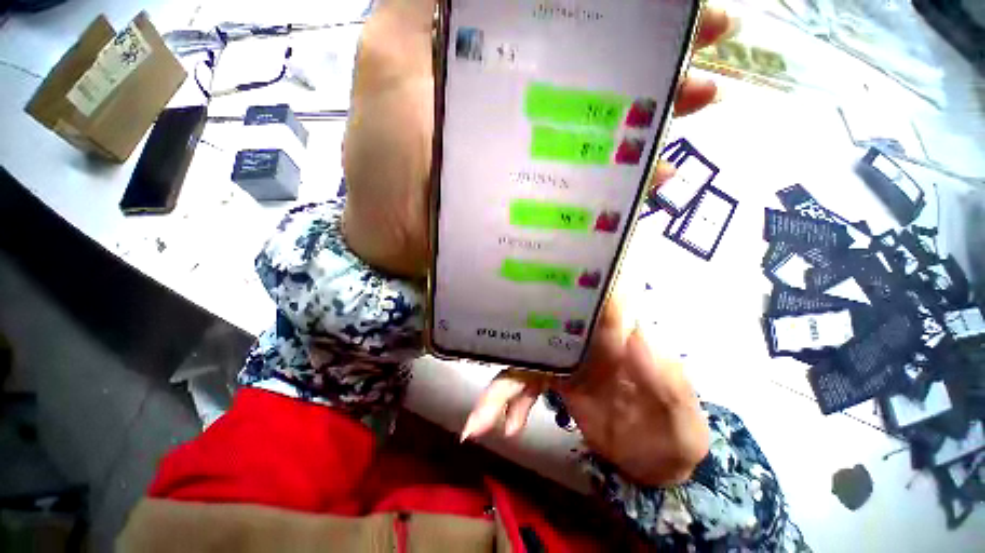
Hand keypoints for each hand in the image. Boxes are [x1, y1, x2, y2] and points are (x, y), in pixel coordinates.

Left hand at [342, 0, 732, 276]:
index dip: (620, 3)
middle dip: (658, 46)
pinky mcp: (540, 199)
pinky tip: (660, 171)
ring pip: (607, 122)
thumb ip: (424, 5)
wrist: (393, 233)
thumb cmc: (386, 156)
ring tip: (706, 93)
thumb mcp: (391, 57)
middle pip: (600, 64)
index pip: (570, 15)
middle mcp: (525, 102)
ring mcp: (537, 155)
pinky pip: (595, 182)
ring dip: (660, 105)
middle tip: (713, 36)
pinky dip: (630, 174)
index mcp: (496, 59)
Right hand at [462, 297, 709, 485]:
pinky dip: (512, 404)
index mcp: (616, 337)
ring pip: (525, 361)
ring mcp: (567, 362)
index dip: (557, 290)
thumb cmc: (676, 434)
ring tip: (477, 424)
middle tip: (489, 368)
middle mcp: (586, 342)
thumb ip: (666, 380)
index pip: (585, 304)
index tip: (525, 286)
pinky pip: (526, 386)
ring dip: (499, 389)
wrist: (658, 464)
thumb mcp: (683, 417)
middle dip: (510, 344)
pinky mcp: (557, 383)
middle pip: (540, 332)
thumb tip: (636, 334)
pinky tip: (508, 428)